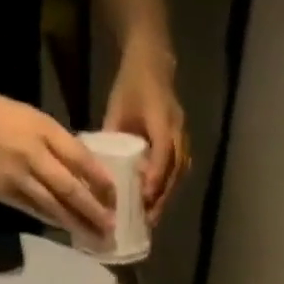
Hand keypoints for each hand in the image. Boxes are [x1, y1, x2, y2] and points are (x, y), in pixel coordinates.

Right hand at [0, 83, 115, 240]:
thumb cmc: (0, 114)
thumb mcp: (35, 119)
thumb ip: (60, 144)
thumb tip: (88, 171)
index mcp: (43, 131)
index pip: (80, 159)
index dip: (100, 181)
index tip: (116, 198)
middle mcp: (32, 155)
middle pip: (69, 190)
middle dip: (93, 211)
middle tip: (111, 228)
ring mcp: (16, 178)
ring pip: (53, 207)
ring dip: (76, 224)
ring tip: (95, 238)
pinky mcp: (3, 193)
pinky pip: (34, 211)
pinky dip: (53, 221)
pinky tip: (67, 230)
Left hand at [103, 48, 186, 223]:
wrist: (153, 63)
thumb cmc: (131, 84)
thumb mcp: (117, 107)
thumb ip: (112, 135)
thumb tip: (101, 167)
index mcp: (161, 116)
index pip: (163, 151)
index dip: (155, 175)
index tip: (144, 197)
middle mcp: (177, 129)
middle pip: (174, 170)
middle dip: (161, 196)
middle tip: (147, 220)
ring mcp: (182, 137)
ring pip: (178, 174)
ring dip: (166, 197)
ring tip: (151, 219)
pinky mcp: (181, 144)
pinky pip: (178, 171)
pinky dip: (167, 189)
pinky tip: (155, 204)